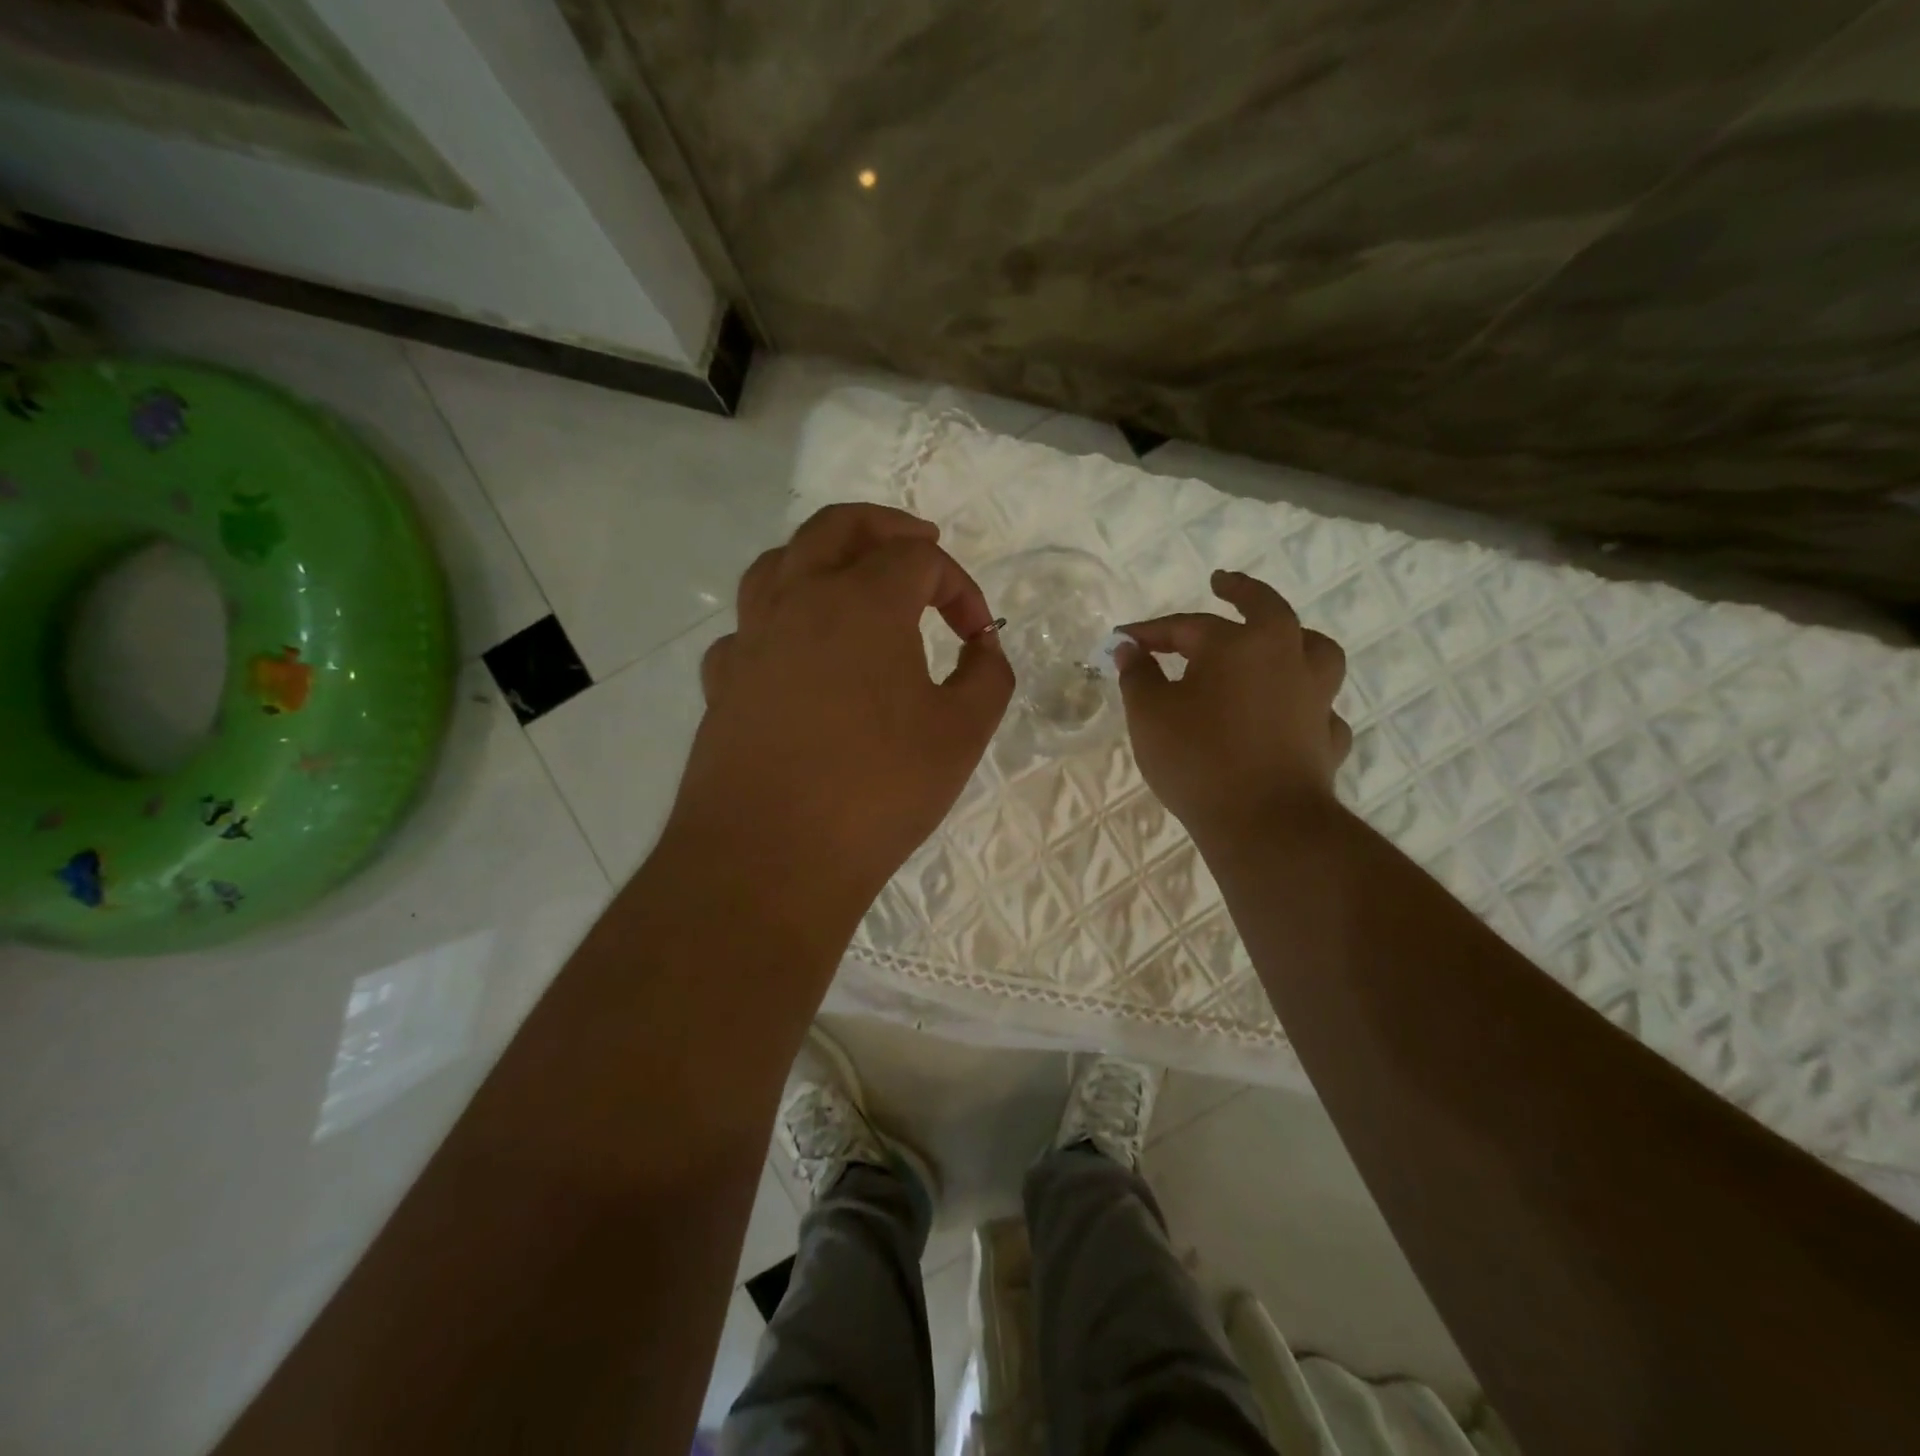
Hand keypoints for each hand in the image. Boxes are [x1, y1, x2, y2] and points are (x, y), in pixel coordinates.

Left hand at [665, 504, 1013, 935]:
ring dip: (821, 556)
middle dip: (885, 526)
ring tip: (850, 579)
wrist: (771, 859)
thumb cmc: (878, 790)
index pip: (919, 559)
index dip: (960, 587)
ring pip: (778, 563)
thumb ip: (988, 677)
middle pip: (837, 526)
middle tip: (919, 541)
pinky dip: (780, 621)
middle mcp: (799, 601)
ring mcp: (752, 640)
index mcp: (863, 602)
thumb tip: (983, 647)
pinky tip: (797, 655)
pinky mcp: (723, 683)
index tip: (977, 636)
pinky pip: (750, 628)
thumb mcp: (962, 734)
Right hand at [1117, 570, 1350, 839]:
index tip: (1123, 640)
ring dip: (1295, 640)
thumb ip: (1138, 675)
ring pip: (1315, 653)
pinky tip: (1291, 715)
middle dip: (1242, 592)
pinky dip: (1305, 704)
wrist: (1264, 823)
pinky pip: (1320, 709)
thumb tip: (1131, 649)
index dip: (1151, 631)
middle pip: (1268, 610)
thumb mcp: (1150, 714)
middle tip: (1224, 583)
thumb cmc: (1198, 759)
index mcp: (1241, 644)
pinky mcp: (1326, 738)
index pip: (1188, 626)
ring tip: (1281, 641)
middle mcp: (1287, 658)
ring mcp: (1315, 698)